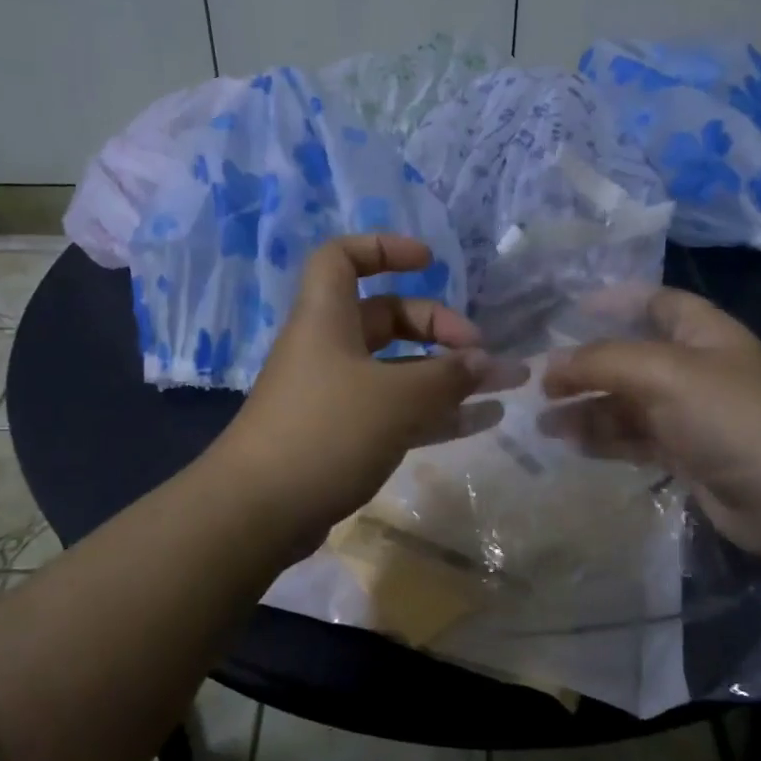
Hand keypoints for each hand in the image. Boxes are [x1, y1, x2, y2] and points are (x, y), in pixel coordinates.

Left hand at [210, 234, 489, 542]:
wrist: (258, 512)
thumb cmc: (325, 432)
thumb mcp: (395, 398)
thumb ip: (447, 376)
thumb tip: (487, 361)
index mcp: (327, 318)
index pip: (343, 257)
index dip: (384, 248)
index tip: (429, 262)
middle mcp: (330, 349)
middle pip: (386, 317)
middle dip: (437, 326)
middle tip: (479, 351)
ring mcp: (335, 395)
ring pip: (398, 370)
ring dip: (447, 374)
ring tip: (502, 386)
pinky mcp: (343, 436)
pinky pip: (396, 411)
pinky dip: (435, 412)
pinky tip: (482, 421)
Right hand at [539, 288, 760, 553]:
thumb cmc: (729, 417)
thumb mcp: (663, 373)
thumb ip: (602, 361)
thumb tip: (550, 365)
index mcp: (702, 332)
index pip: (654, 302)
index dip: (614, 301)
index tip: (567, 311)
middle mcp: (694, 367)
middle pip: (629, 357)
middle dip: (585, 367)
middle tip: (540, 382)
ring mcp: (689, 413)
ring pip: (625, 402)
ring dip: (586, 409)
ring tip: (543, 423)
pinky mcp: (683, 453)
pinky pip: (632, 438)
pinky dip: (603, 439)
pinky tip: (572, 445)